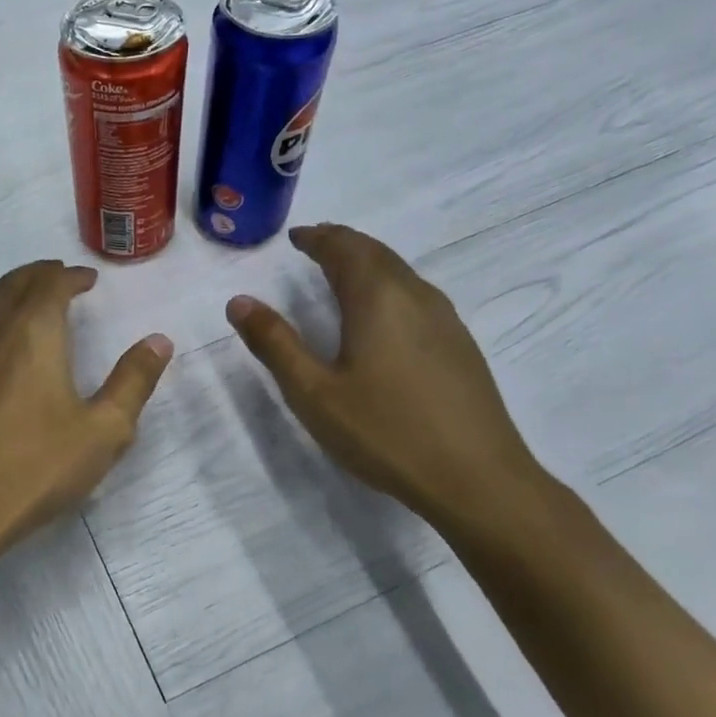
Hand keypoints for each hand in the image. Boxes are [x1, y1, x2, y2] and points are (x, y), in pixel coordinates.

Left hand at [0, 261, 171, 557]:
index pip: (50, 284)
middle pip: (12, 285)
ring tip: (24, 304)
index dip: (72, 276)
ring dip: (7, 294)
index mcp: (31, 332)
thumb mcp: (102, 432)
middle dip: (38, 276)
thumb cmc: (33, 468)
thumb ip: (133, 381)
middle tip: (59, 280)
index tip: (88, 280)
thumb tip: (159, 341)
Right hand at [226, 223, 546, 534]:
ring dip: (369, 263)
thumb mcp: (313, 392)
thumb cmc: (385, 431)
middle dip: (343, 243)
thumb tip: (239, 302)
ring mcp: (446, 320)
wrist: (476, 478)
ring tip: (344, 274)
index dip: (317, 238)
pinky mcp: (461, 346)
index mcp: (377, 298)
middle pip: (376, 252)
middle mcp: (416, 296)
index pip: (344, 248)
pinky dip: (389, 287)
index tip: (296, 237)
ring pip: (401, 273)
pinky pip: (417, 296)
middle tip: (316, 246)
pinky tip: (384, 317)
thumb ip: (275, 343)